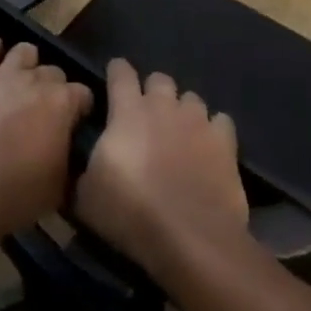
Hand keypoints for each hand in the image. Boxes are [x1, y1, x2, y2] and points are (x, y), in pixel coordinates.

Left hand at [0, 36, 93, 244]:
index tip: (74, 123)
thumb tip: (71, 146)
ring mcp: (3, 75)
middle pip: (54, 72)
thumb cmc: (20, 195)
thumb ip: (70, 154)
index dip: (80, 108)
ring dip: (28, 65)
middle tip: (45, 110)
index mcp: (62, 104)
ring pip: (25, 51)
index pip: (83, 93)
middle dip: (54, 88)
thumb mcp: (62, 184)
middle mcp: (36, 81)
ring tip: (22, 83)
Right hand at [75, 60, 247, 281]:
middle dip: (152, 91)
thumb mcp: (86, 197)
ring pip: (191, 98)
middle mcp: (164, 106)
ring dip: (183, 110)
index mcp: (127, 111)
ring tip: (179, 132)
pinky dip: (214, 130)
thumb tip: (86, 164)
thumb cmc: (131, 213)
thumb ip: (85, 168)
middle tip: (146, 115)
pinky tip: (209, 147)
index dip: (116, 71)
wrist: (190, 239)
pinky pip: (221, 122)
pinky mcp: (226, 143)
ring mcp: (198, 121)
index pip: (120, 72)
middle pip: (159, 79)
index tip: (113, 78)